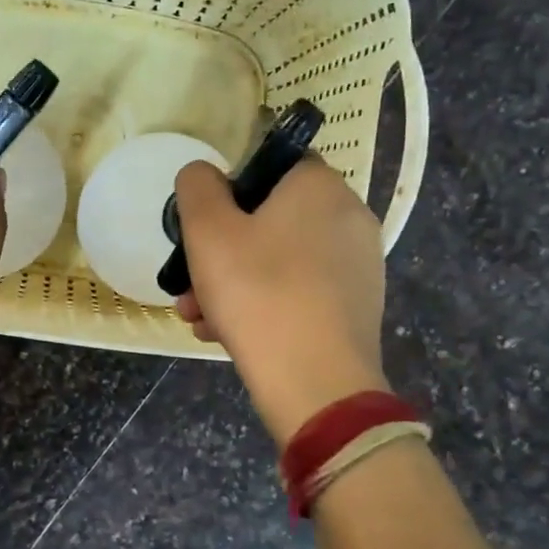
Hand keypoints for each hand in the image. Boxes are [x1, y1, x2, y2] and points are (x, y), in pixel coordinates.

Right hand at [173, 156, 387, 445]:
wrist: (316, 384)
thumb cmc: (257, 292)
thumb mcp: (207, 230)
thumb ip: (197, 187)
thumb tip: (204, 176)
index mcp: (320, 186)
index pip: (272, 164)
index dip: (230, 189)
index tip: (203, 225)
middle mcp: (349, 217)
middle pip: (271, 220)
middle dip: (221, 250)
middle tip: (189, 283)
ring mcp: (358, 266)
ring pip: (280, 261)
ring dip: (233, 283)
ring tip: (198, 317)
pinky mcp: (357, 307)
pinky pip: (300, 292)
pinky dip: (264, 305)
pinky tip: (227, 335)